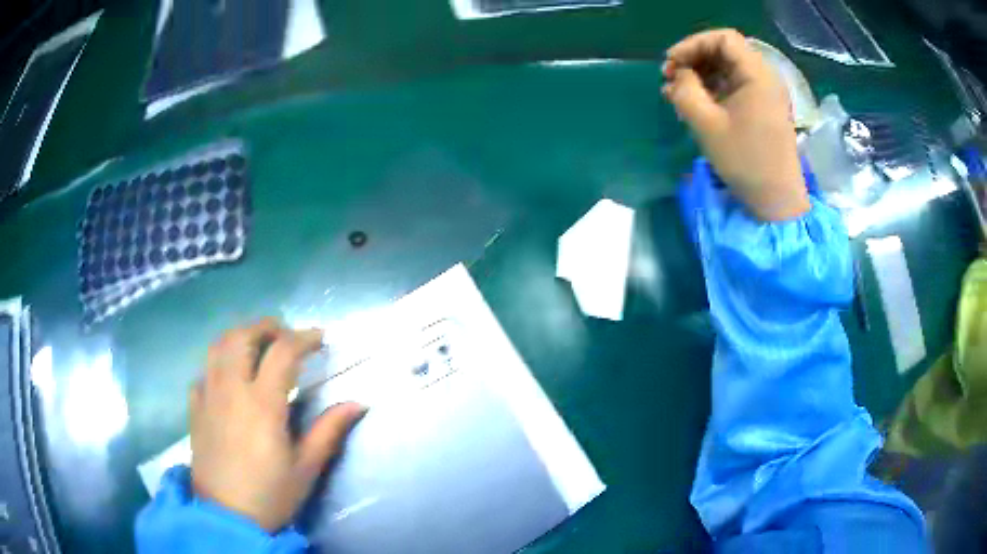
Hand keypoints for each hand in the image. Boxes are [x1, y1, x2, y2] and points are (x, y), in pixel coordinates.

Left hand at [190, 318, 365, 531]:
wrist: (227, 517)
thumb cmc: (271, 494)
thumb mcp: (306, 468)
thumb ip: (329, 430)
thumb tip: (358, 403)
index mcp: (263, 403)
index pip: (283, 351)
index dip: (304, 337)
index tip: (320, 338)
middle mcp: (232, 389)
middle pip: (243, 336)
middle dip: (267, 326)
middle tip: (286, 334)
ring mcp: (208, 396)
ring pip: (218, 346)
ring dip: (239, 336)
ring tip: (256, 345)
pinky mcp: (195, 408)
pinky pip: (203, 371)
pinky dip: (218, 363)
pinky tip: (228, 377)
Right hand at [662, 29, 810, 221]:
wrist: (776, 200)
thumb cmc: (745, 161)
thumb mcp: (706, 125)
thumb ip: (684, 90)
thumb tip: (677, 74)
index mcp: (757, 75)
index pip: (723, 39)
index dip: (693, 44)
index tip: (671, 63)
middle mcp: (765, 78)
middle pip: (725, 51)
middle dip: (694, 59)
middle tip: (670, 77)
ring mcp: (766, 94)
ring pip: (728, 69)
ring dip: (700, 74)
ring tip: (676, 92)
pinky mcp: (763, 108)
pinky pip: (734, 86)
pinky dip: (712, 89)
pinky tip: (693, 103)